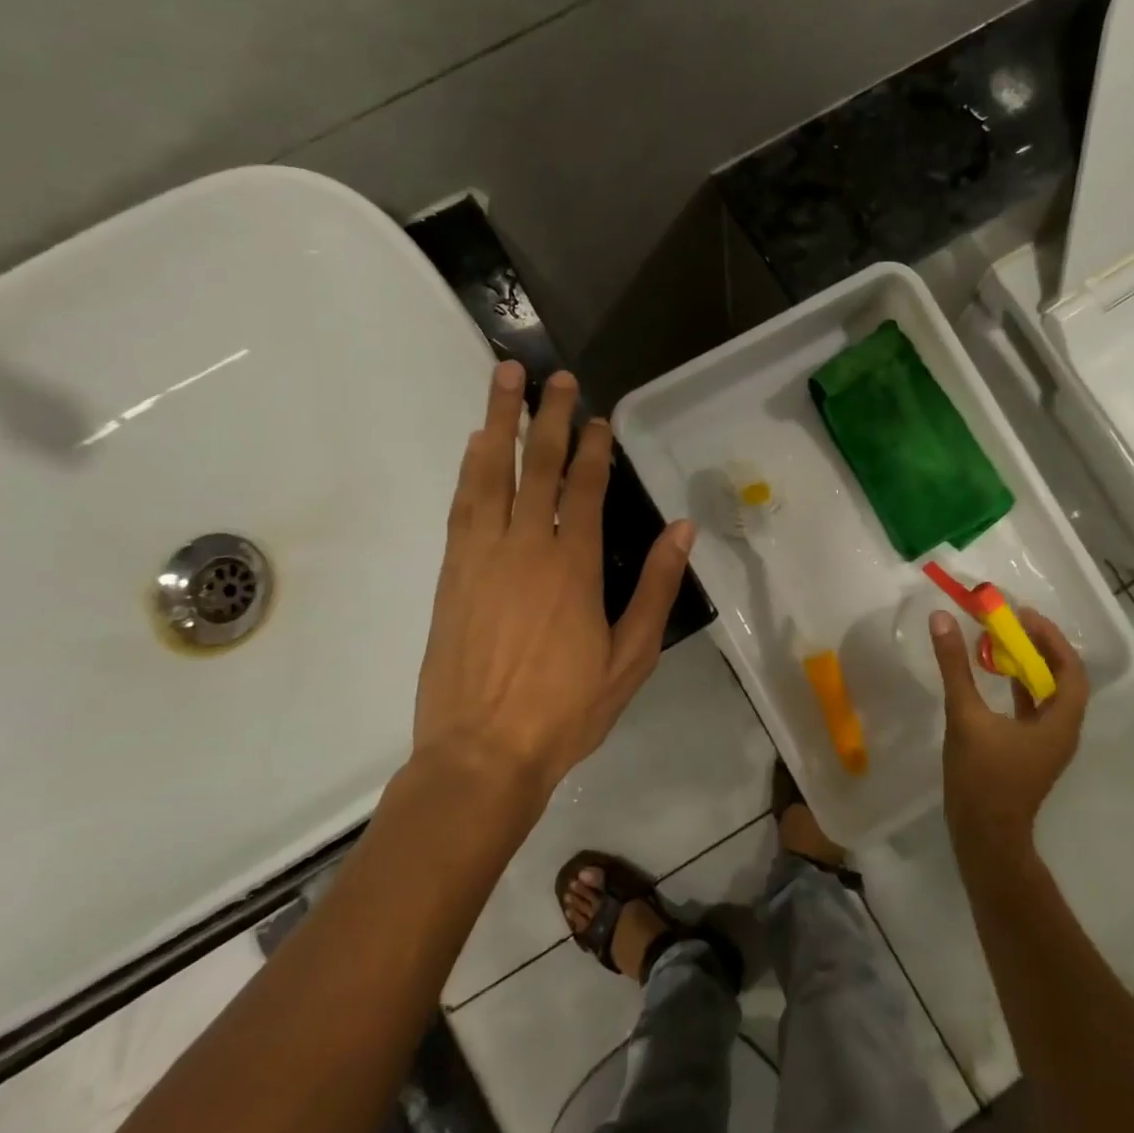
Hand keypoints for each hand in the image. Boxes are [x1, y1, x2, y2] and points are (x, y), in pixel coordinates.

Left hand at [412, 361, 694, 802]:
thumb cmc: (565, 710)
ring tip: (503, 381)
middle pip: (538, 466)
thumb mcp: (631, 657)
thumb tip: (682, 529)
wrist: (481, 755)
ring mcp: (481, 556)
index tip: (598, 416)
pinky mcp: (451, 574)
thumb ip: (655, 588)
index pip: (584, 488)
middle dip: (548, 416)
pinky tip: (476, 446)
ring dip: (498, 423)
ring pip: (491, 474)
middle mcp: (525, 547)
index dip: (593, 447)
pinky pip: (462, 506)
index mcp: (573, 566)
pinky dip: (470, 469)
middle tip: (553, 377)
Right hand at [931, 607, 1089, 851]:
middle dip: (1039, 647)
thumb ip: (954, 666)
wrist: (984, 836)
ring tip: (1001, 640)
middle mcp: (1061, 730)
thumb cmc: (982, 777)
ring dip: (1029, 665)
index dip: (1051, 639)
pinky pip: (1032, 708)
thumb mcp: (965, 715)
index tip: (1024, 615)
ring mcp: (1046, 743)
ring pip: (1046, 694)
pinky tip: (994, 675)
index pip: (1070, 670)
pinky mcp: (1029, 751)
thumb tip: (942, 619)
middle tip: (1012, 622)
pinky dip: (1018, 686)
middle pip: (1062, 678)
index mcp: (1059, 722)